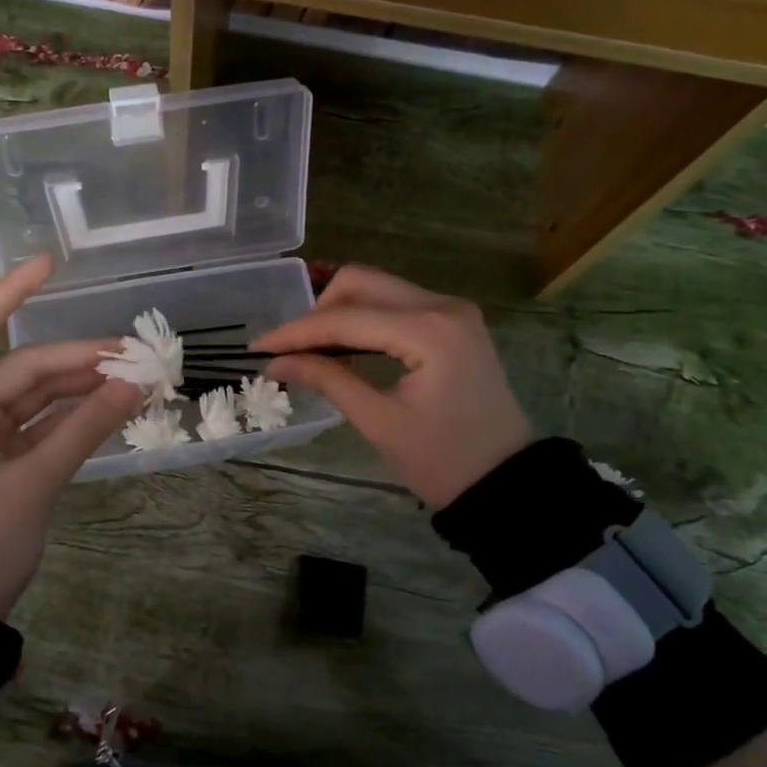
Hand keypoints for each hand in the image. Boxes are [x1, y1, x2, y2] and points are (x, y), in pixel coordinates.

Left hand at [0, 254, 144, 619]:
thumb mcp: (36, 481)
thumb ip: (87, 427)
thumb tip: (138, 384)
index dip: (11, 292)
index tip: (53, 266)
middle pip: (24, 367)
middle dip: (80, 360)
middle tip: (137, 356)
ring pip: (38, 393)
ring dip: (83, 386)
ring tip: (136, 379)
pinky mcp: (0, 453)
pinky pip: (42, 421)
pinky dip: (76, 414)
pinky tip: (116, 405)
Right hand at [254, 265, 532, 508]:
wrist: (508, 483)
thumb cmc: (444, 461)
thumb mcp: (379, 422)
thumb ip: (328, 380)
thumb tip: (276, 363)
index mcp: (430, 330)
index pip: (346, 318)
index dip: (297, 332)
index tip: (259, 348)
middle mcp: (443, 305)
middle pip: (361, 283)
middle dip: (317, 312)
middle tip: (289, 348)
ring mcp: (452, 310)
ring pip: (377, 288)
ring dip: (338, 312)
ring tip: (308, 349)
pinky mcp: (452, 322)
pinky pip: (395, 304)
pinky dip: (363, 319)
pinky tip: (342, 345)